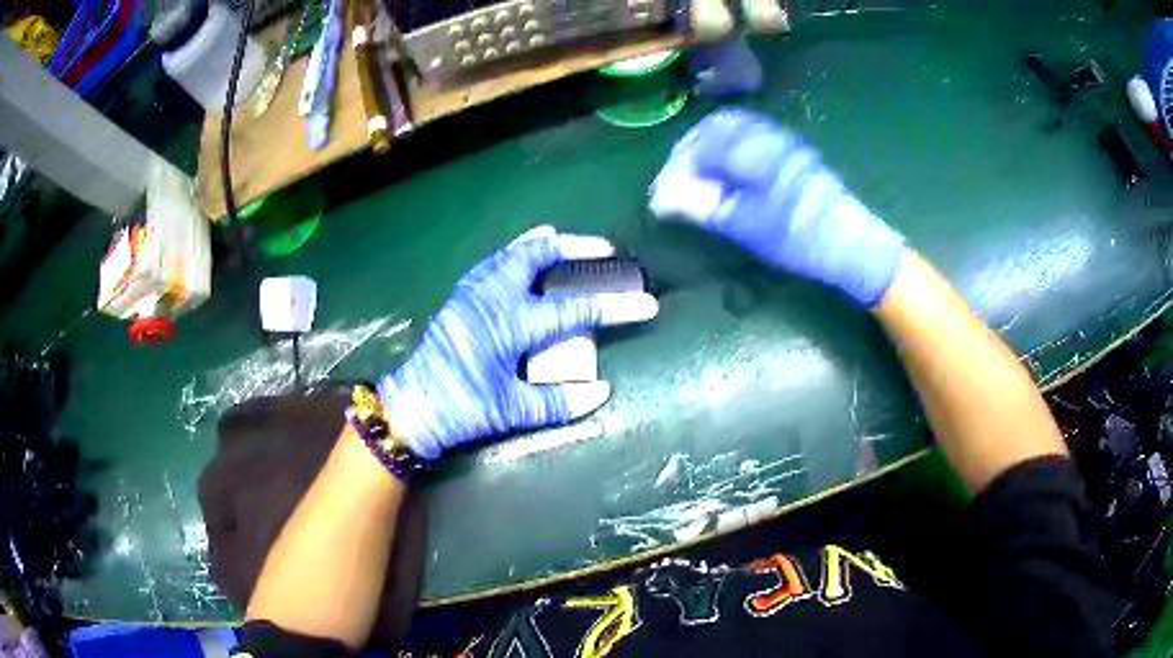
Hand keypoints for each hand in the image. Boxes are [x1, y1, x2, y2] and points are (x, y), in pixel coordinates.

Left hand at [379, 226, 658, 459]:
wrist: (411, 406)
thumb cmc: (461, 409)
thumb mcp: (511, 411)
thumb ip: (558, 402)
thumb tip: (602, 391)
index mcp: (510, 324)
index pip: (574, 310)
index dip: (615, 307)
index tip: (648, 303)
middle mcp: (492, 297)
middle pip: (538, 255)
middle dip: (575, 248)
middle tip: (604, 250)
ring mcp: (473, 291)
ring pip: (513, 252)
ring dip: (544, 245)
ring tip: (567, 243)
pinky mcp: (461, 296)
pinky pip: (494, 261)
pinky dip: (516, 253)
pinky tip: (524, 257)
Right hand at [649, 109, 904, 305]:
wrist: (851, 242)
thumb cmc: (798, 236)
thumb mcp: (746, 225)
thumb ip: (702, 205)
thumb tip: (660, 198)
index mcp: (749, 150)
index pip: (699, 145)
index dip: (676, 166)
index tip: (665, 192)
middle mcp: (765, 136)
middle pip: (715, 126)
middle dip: (691, 148)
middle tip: (680, 176)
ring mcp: (782, 141)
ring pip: (735, 128)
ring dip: (711, 145)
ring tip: (701, 174)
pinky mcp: (795, 152)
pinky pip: (754, 135)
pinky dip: (732, 147)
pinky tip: (733, 171)